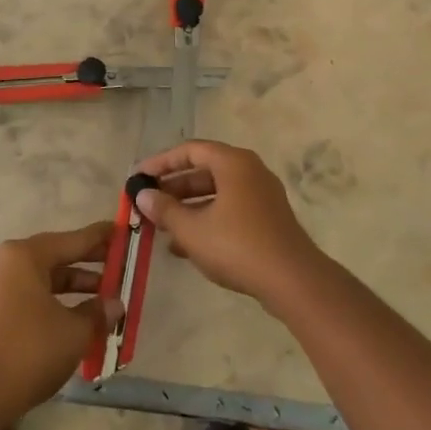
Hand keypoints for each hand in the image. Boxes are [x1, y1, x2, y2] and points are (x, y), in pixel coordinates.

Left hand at [0, 222, 122, 415]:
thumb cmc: (30, 350)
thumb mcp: (74, 331)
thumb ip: (97, 313)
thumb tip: (114, 304)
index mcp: (26, 256)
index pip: (72, 240)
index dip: (101, 238)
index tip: (122, 230)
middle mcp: (9, 264)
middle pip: (57, 257)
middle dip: (89, 264)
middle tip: (120, 265)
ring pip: (46, 280)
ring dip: (75, 289)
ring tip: (105, 299)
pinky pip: (33, 298)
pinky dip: (57, 304)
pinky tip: (79, 320)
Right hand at [133, 141, 324, 305]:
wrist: (291, 279)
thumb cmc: (237, 245)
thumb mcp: (192, 229)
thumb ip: (165, 210)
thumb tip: (143, 195)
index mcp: (233, 163)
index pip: (190, 150)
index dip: (162, 162)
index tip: (139, 177)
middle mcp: (250, 171)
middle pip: (204, 171)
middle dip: (174, 188)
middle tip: (148, 203)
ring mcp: (261, 195)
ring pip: (216, 193)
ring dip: (188, 207)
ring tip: (161, 227)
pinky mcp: (267, 219)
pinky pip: (229, 210)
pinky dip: (207, 220)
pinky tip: (184, 246)